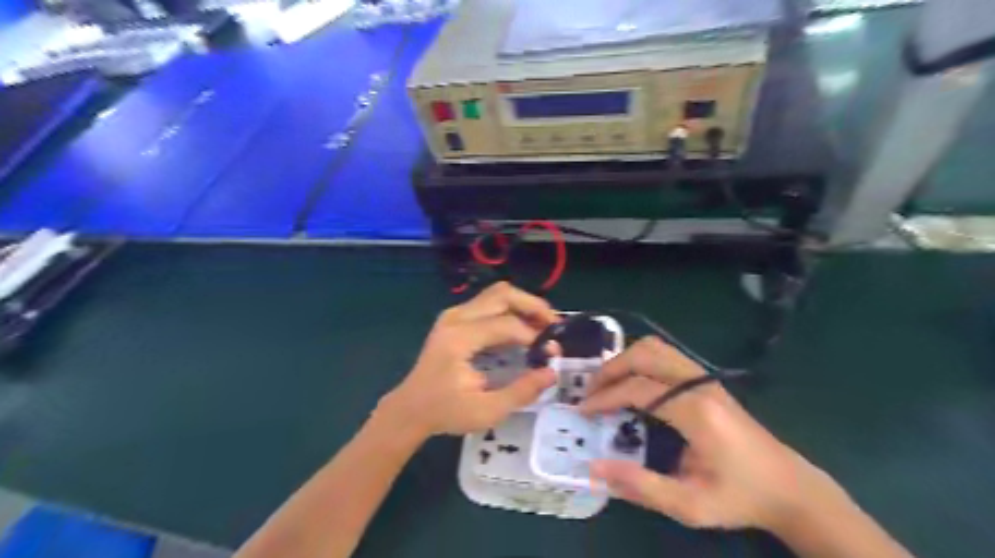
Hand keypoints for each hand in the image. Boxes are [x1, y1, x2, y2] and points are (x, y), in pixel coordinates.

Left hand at [377, 282, 557, 439]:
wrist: (409, 408)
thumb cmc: (445, 412)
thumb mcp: (486, 411)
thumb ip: (521, 391)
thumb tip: (551, 372)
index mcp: (459, 339)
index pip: (506, 324)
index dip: (534, 336)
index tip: (551, 354)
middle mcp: (455, 318)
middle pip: (502, 294)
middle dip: (533, 306)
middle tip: (553, 325)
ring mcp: (453, 315)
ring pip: (496, 294)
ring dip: (523, 305)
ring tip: (542, 325)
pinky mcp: (454, 318)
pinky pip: (488, 303)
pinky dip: (510, 310)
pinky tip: (522, 328)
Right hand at [580, 337, 842, 534]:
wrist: (790, 488)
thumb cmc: (740, 497)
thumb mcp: (690, 505)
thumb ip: (641, 486)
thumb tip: (596, 468)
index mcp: (696, 411)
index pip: (638, 388)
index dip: (605, 397)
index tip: (583, 411)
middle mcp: (699, 384)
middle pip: (645, 354)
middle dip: (610, 369)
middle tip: (590, 392)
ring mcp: (705, 377)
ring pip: (656, 347)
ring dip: (625, 360)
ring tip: (606, 384)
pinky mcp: (707, 380)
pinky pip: (666, 355)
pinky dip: (640, 361)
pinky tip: (632, 383)